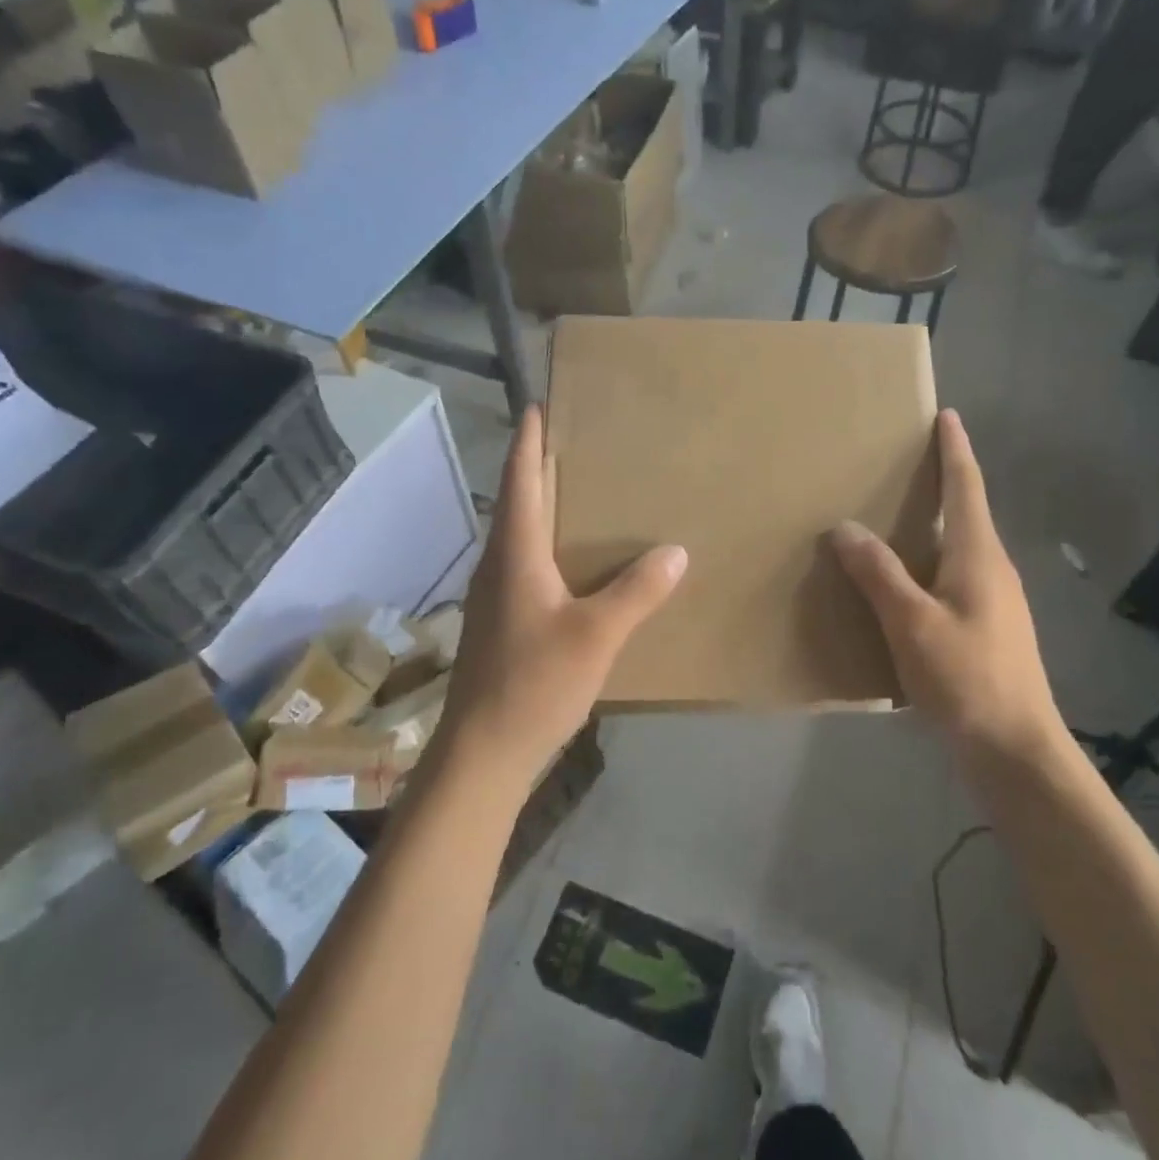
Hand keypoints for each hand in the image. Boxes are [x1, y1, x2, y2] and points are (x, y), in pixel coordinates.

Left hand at [440, 406, 686, 790]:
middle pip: (519, 502)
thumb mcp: (596, 636)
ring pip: (522, 535)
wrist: (482, 753)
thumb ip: (637, 591)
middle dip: (542, 467)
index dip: (529, 442)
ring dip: (546, 507)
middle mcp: (499, 565)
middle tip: (581, 442)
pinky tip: (579, 561)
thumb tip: (676, 551)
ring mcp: (497, 596)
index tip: (539, 406)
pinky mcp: (503, 621)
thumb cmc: (533, 684)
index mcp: (515, 554)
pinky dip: (551, 545)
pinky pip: (528, 564)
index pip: (520, 481)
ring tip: (586, 493)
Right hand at [830, 410, 1066, 760]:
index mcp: (979, 556)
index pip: (966, 486)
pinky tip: (900, 586)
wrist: (1016, 752)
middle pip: (967, 513)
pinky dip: (926, 566)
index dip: (955, 450)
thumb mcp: (912, 624)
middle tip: (902, 463)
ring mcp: (994, 603)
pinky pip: (952, 580)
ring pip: (959, 549)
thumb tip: (844, 527)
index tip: (946, 415)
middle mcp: (992, 570)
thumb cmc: (968, 679)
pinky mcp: (986, 631)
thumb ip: (879, 574)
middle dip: (941, 482)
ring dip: (932, 527)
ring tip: (891, 520)